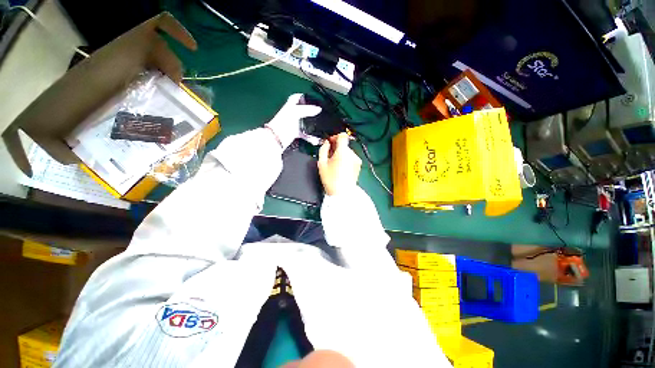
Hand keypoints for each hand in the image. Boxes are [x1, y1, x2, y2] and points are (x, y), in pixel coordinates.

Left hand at [266, 93, 320, 148]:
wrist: (276, 138)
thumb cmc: (284, 123)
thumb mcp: (295, 112)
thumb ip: (307, 109)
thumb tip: (319, 109)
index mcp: (290, 106)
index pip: (297, 97)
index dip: (304, 96)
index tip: (313, 99)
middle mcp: (292, 114)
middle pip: (303, 110)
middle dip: (312, 111)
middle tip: (320, 113)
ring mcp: (294, 124)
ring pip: (305, 123)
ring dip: (312, 125)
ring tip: (320, 127)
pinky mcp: (295, 133)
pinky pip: (305, 134)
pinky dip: (311, 137)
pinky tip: (316, 140)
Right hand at [318, 133, 360, 195]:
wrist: (342, 193)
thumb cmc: (331, 179)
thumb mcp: (321, 163)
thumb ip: (323, 149)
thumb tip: (327, 143)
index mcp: (343, 151)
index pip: (342, 135)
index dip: (335, 137)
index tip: (330, 142)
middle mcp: (352, 154)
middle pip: (344, 145)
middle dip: (336, 148)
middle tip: (329, 156)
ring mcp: (356, 160)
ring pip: (347, 152)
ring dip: (341, 154)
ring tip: (335, 164)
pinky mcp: (358, 166)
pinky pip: (351, 158)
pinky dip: (346, 160)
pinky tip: (341, 168)